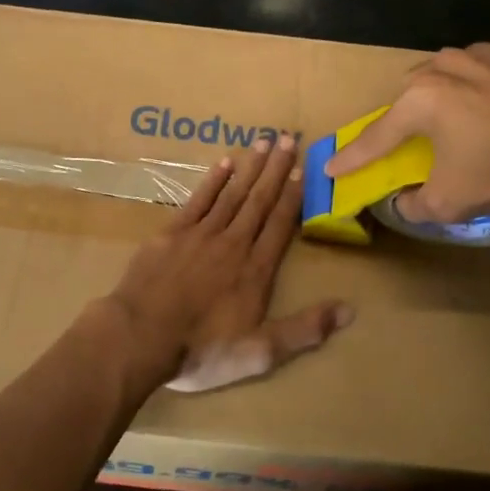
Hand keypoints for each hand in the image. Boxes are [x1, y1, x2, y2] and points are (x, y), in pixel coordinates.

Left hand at [99, 135, 351, 394]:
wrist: (139, 337)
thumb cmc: (201, 349)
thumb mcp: (260, 352)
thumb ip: (305, 330)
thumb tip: (350, 310)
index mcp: (256, 269)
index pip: (280, 224)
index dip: (293, 196)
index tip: (303, 169)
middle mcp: (233, 243)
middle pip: (259, 200)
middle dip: (276, 169)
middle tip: (289, 137)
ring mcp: (200, 234)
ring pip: (232, 193)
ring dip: (250, 167)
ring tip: (264, 141)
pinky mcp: (171, 233)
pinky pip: (198, 199)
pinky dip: (213, 180)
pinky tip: (224, 163)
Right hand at [325, 37, 489, 221]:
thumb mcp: (453, 202)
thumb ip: (415, 205)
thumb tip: (404, 202)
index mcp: (420, 100)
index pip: (377, 136)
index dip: (353, 157)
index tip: (331, 167)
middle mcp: (443, 65)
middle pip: (412, 97)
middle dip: (409, 122)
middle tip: (419, 145)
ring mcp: (482, 51)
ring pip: (450, 76)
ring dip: (450, 99)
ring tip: (471, 125)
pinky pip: (489, 68)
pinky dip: (488, 86)